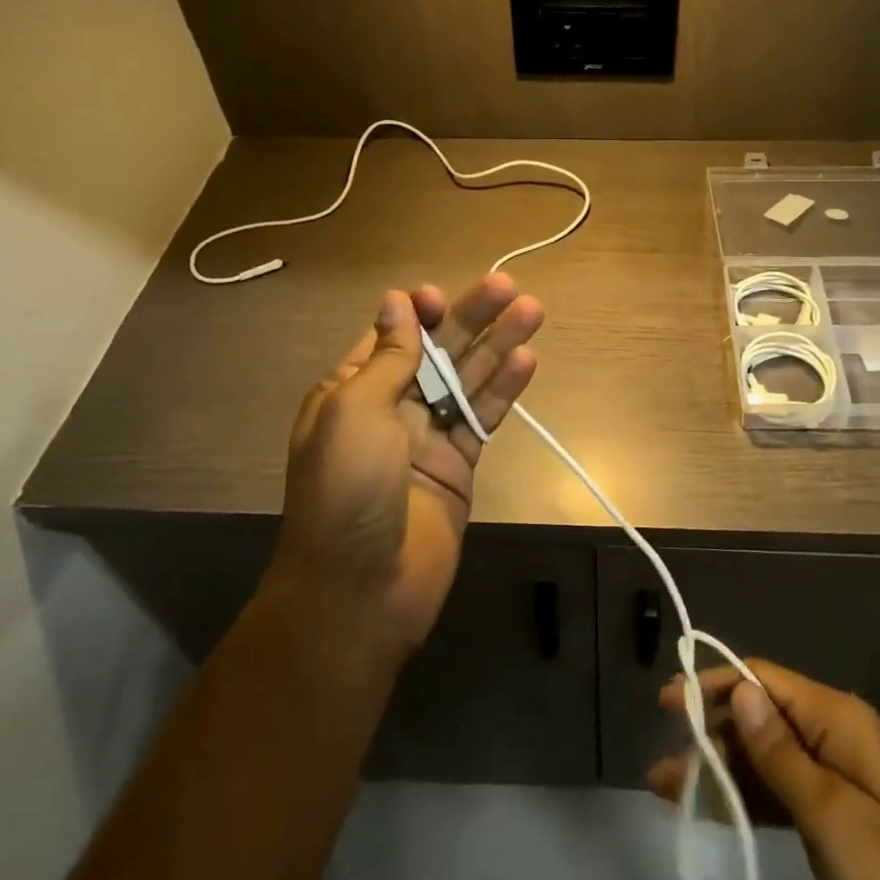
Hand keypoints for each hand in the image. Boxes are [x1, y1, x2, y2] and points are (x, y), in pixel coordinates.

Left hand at [270, 273, 543, 655]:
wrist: (360, 592)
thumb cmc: (346, 490)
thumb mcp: (354, 412)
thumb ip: (387, 358)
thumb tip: (397, 303)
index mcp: (352, 391)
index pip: (392, 337)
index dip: (419, 312)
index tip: (442, 298)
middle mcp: (390, 407)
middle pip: (437, 351)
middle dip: (471, 318)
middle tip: (510, 287)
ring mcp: (427, 437)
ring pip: (468, 380)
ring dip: (498, 345)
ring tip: (533, 312)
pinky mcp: (458, 465)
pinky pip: (483, 419)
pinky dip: (504, 391)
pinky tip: (527, 361)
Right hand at [649, 662, 879, 879]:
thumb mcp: (832, 816)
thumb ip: (779, 752)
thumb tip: (738, 687)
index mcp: (838, 718)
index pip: (763, 681)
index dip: (715, 686)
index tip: (667, 705)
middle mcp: (835, 733)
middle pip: (760, 716)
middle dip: (711, 734)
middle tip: (662, 764)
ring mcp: (839, 776)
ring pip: (766, 755)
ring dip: (721, 768)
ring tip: (669, 787)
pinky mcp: (839, 816)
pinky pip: (783, 790)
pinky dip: (747, 797)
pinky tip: (713, 807)